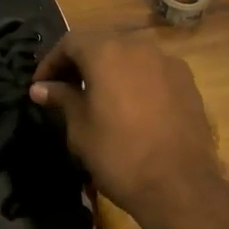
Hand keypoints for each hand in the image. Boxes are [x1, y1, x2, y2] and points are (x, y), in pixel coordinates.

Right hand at [29, 32, 228, 228]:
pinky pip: (153, 71)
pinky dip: (136, 80)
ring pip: (129, 56)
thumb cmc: (119, 155)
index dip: (51, 62)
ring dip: (110, 70)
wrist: (180, 186)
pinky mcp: (187, 81)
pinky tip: (132, 107)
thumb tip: (41, 88)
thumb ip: (62, 98)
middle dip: (80, 63)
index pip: (70, 42)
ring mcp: (167, 62)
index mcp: (106, 52)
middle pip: (102, 44)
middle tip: (66, 90)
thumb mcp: (80, 128)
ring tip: (99, 98)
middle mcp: (138, 47)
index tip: (41, 86)